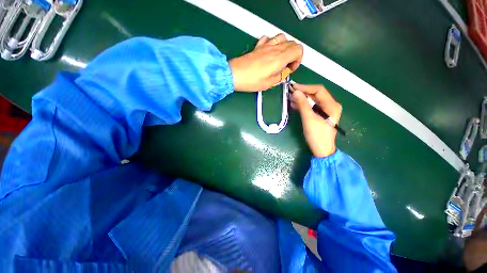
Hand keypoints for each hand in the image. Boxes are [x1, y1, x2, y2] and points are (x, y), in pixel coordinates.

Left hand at [229, 34, 302, 91]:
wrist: (234, 74)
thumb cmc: (250, 81)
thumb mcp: (268, 84)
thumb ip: (280, 77)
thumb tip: (284, 72)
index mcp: (279, 58)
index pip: (298, 50)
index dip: (298, 60)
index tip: (290, 69)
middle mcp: (274, 48)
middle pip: (292, 43)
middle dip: (293, 54)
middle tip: (286, 66)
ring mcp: (265, 45)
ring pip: (283, 38)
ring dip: (285, 47)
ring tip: (280, 59)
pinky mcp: (258, 46)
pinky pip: (269, 38)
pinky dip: (273, 43)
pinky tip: (269, 52)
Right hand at [290, 83, 341, 157]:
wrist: (322, 149)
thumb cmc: (317, 135)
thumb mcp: (309, 119)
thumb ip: (303, 104)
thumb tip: (295, 92)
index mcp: (331, 105)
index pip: (318, 90)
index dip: (305, 87)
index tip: (293, 87)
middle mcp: (330, 105)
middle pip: (316, 94)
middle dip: (302, 93)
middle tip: (290, 92)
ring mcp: (326, 110)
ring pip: (313, 100)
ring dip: (301, 99)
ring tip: (290, 98)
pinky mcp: (320, 115)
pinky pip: (311, 107)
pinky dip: (303, 105)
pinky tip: (294, 105)